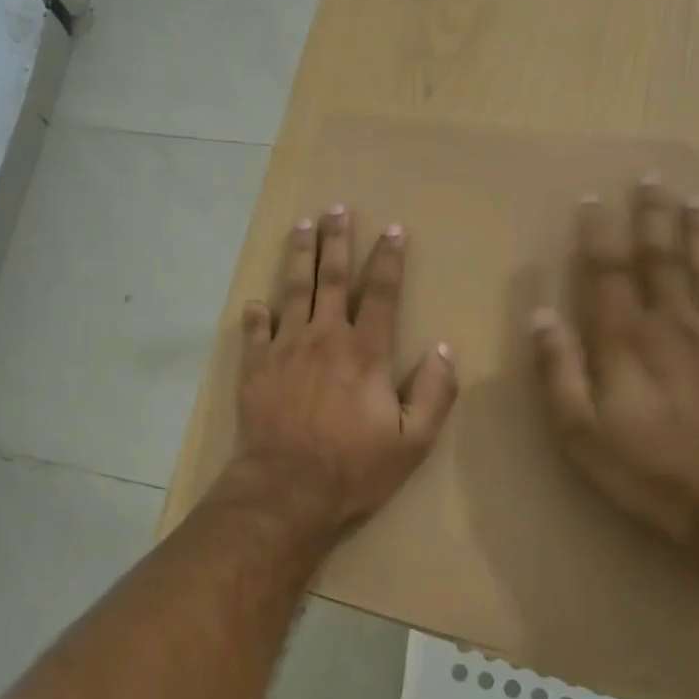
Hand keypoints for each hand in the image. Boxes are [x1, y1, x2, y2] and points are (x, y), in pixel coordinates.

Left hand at [231, 207, 457, 539]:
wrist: (287, 489)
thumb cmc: (354, 468)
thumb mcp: (412, 441)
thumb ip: (434, 393)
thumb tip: (444, 349)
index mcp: (365, 352)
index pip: (381, 293)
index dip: (389, 259)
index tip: (393, 229)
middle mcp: (324, 337)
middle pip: (331, 278)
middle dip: (336, 240)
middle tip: (336, 209)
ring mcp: (285, 348)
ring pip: (292, 290)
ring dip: (298, 255)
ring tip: (301, 226)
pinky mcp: (255, 366)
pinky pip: (254, 329)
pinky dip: (255, 313)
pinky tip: (255, 301)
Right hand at [529, 178, 698, 549]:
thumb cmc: (647, 470)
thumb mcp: (579, 430)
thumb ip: (558, 370)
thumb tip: (541, 314)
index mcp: (625, 340)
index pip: (608, 272)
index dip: (599, 234)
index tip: (594, 200)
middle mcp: (673, 325)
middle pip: (662, 259)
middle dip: (653, 217)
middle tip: (652, 178)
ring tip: (694, 199)